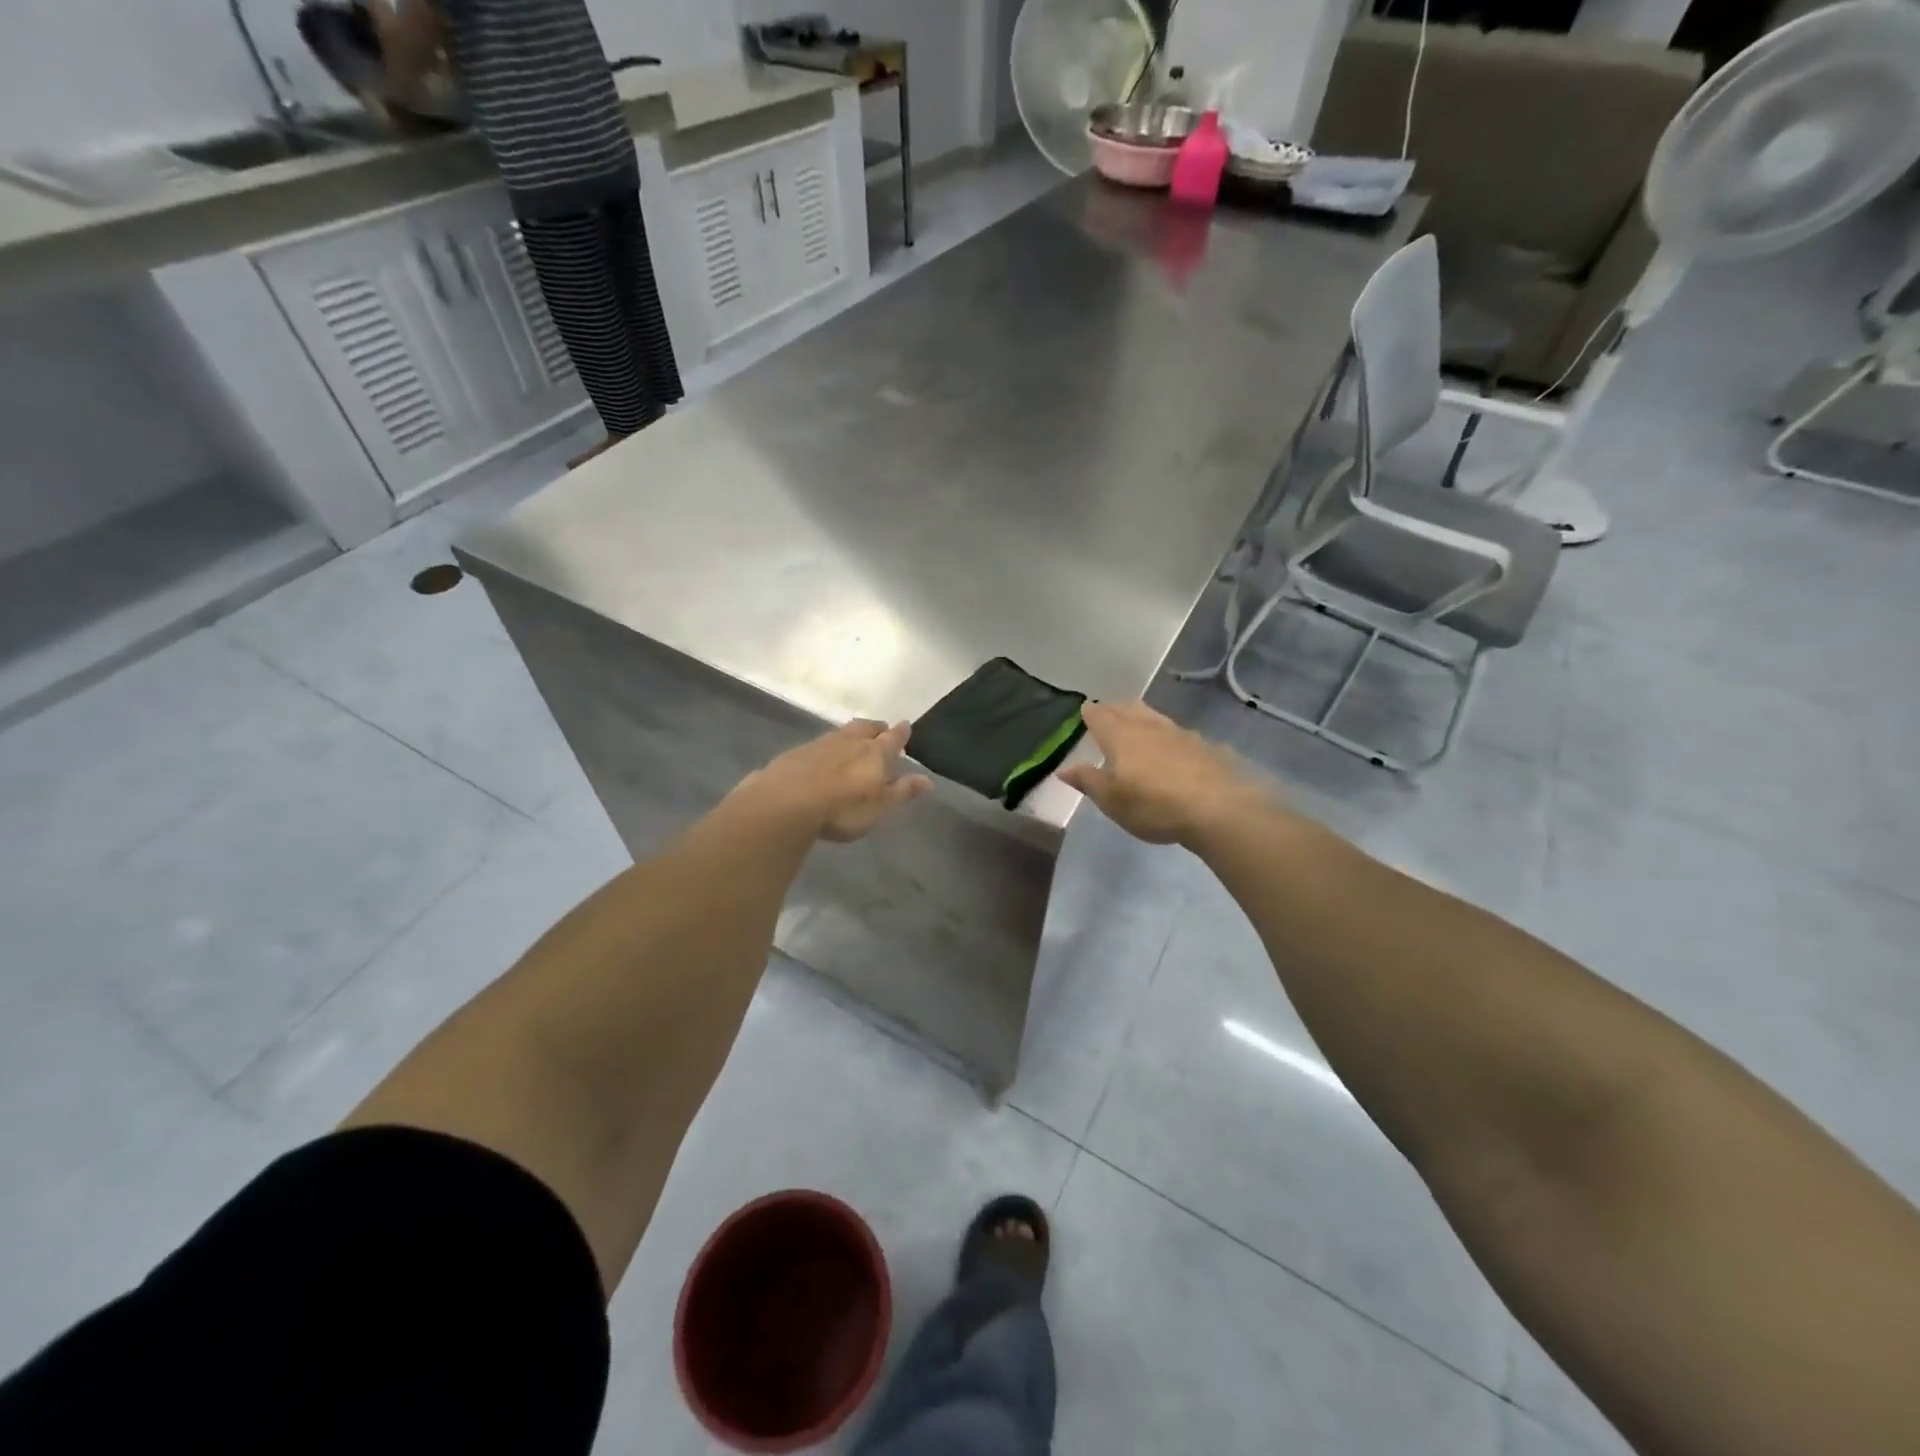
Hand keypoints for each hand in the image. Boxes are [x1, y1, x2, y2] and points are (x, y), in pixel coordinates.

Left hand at [742, 720, 932, 842]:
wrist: (786, 802)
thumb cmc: (842, 808)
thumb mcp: (880, 806)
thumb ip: (903, 791)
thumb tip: (928, 780)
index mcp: (875, 752)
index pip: (893, 737)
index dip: (901, 733)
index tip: (906, 727)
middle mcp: (850, 741)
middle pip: (867, 727)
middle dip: (876, 727)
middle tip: (881, 730)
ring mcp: (821, 744)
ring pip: (842, 733)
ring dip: (851, 735)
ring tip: (855, 741)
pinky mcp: (797, 753)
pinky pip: (819, 744)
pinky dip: (828, 747)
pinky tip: (824, 757)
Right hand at [1059, 701, 1256, 846]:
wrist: (1217, 808)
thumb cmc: (1153, 804)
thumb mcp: (1111, 799)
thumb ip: (1087, 781)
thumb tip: (1063, 768)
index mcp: (1120, 736)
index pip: (1099, 716)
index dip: (1090, 713)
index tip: (1085, 711)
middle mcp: (1148, 727)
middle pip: (1128, 709)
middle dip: (1115, 709)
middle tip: (1108, 712)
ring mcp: (1179, 733)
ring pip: (1154, 717)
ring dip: (1142, 716)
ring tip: (1137, 722)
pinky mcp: (1204, 746)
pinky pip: (1178, 733)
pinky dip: (1168, 736)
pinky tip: (1173, 747)